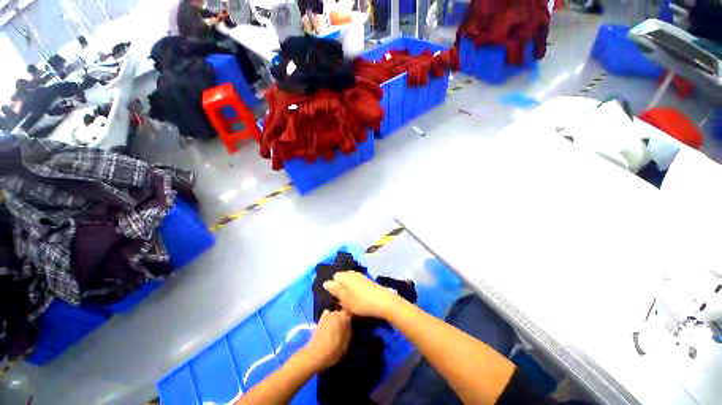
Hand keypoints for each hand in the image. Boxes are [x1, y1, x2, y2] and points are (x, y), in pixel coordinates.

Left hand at [302, 309, 351, 371]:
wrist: (315, 355)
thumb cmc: (333, 350)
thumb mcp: (346, 343)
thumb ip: (349, 330)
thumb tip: (350, 323)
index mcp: (343, 317)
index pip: (350, 311)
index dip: (353, 316)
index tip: (354, 322)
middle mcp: (335, 313)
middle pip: (343, 312)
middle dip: (345, 317)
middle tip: (346, 326)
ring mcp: (327, 315)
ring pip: (335, 313)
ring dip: (337, 318)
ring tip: (338, 327)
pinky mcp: (320, 319)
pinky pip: (327, 314)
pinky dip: (329, 317)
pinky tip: (329, 324)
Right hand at [323, 271, 401, 318]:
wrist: (383, 302)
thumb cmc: (361, 302)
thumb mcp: (345, 298)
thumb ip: (335, 290)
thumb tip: (326, 282)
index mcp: (346, 275)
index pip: (335, 277)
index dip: (334, 287)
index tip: (337, 298)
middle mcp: (353, 273)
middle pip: (342, 279)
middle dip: (341, 290)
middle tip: (344, 302)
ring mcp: (361, 276)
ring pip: (350, 282)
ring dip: (348, 292)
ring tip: (351, 303)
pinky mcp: (367, 281)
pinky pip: (357, 285)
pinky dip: (356, 292)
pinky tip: (360, 300)